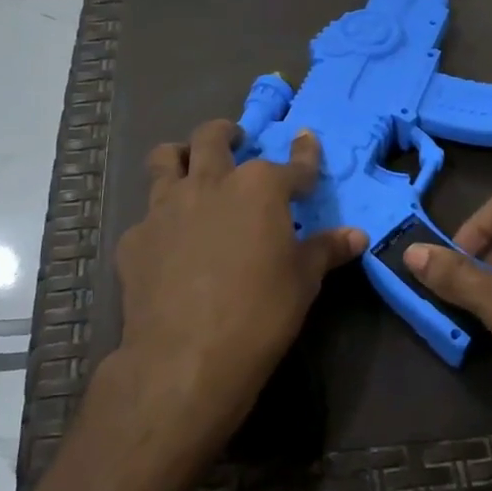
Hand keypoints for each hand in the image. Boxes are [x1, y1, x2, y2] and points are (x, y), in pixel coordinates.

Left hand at [110, 121, 365, 456]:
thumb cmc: (260, 313)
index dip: (304, 153)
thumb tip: (356, 235)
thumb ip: (326, 250)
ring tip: (191, 167)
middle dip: (228, 133)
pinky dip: (161, 219)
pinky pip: (148, 215)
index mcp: (259, 188)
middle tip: (236, 141)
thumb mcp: (303, 281)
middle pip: (214, 137)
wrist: (187, 357)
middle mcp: (211, 183)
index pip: (292, 164)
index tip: (306, 140)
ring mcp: (166, 207)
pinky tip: (168, 243)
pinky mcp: (135, 238)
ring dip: (182, 156)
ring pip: (166, 158)